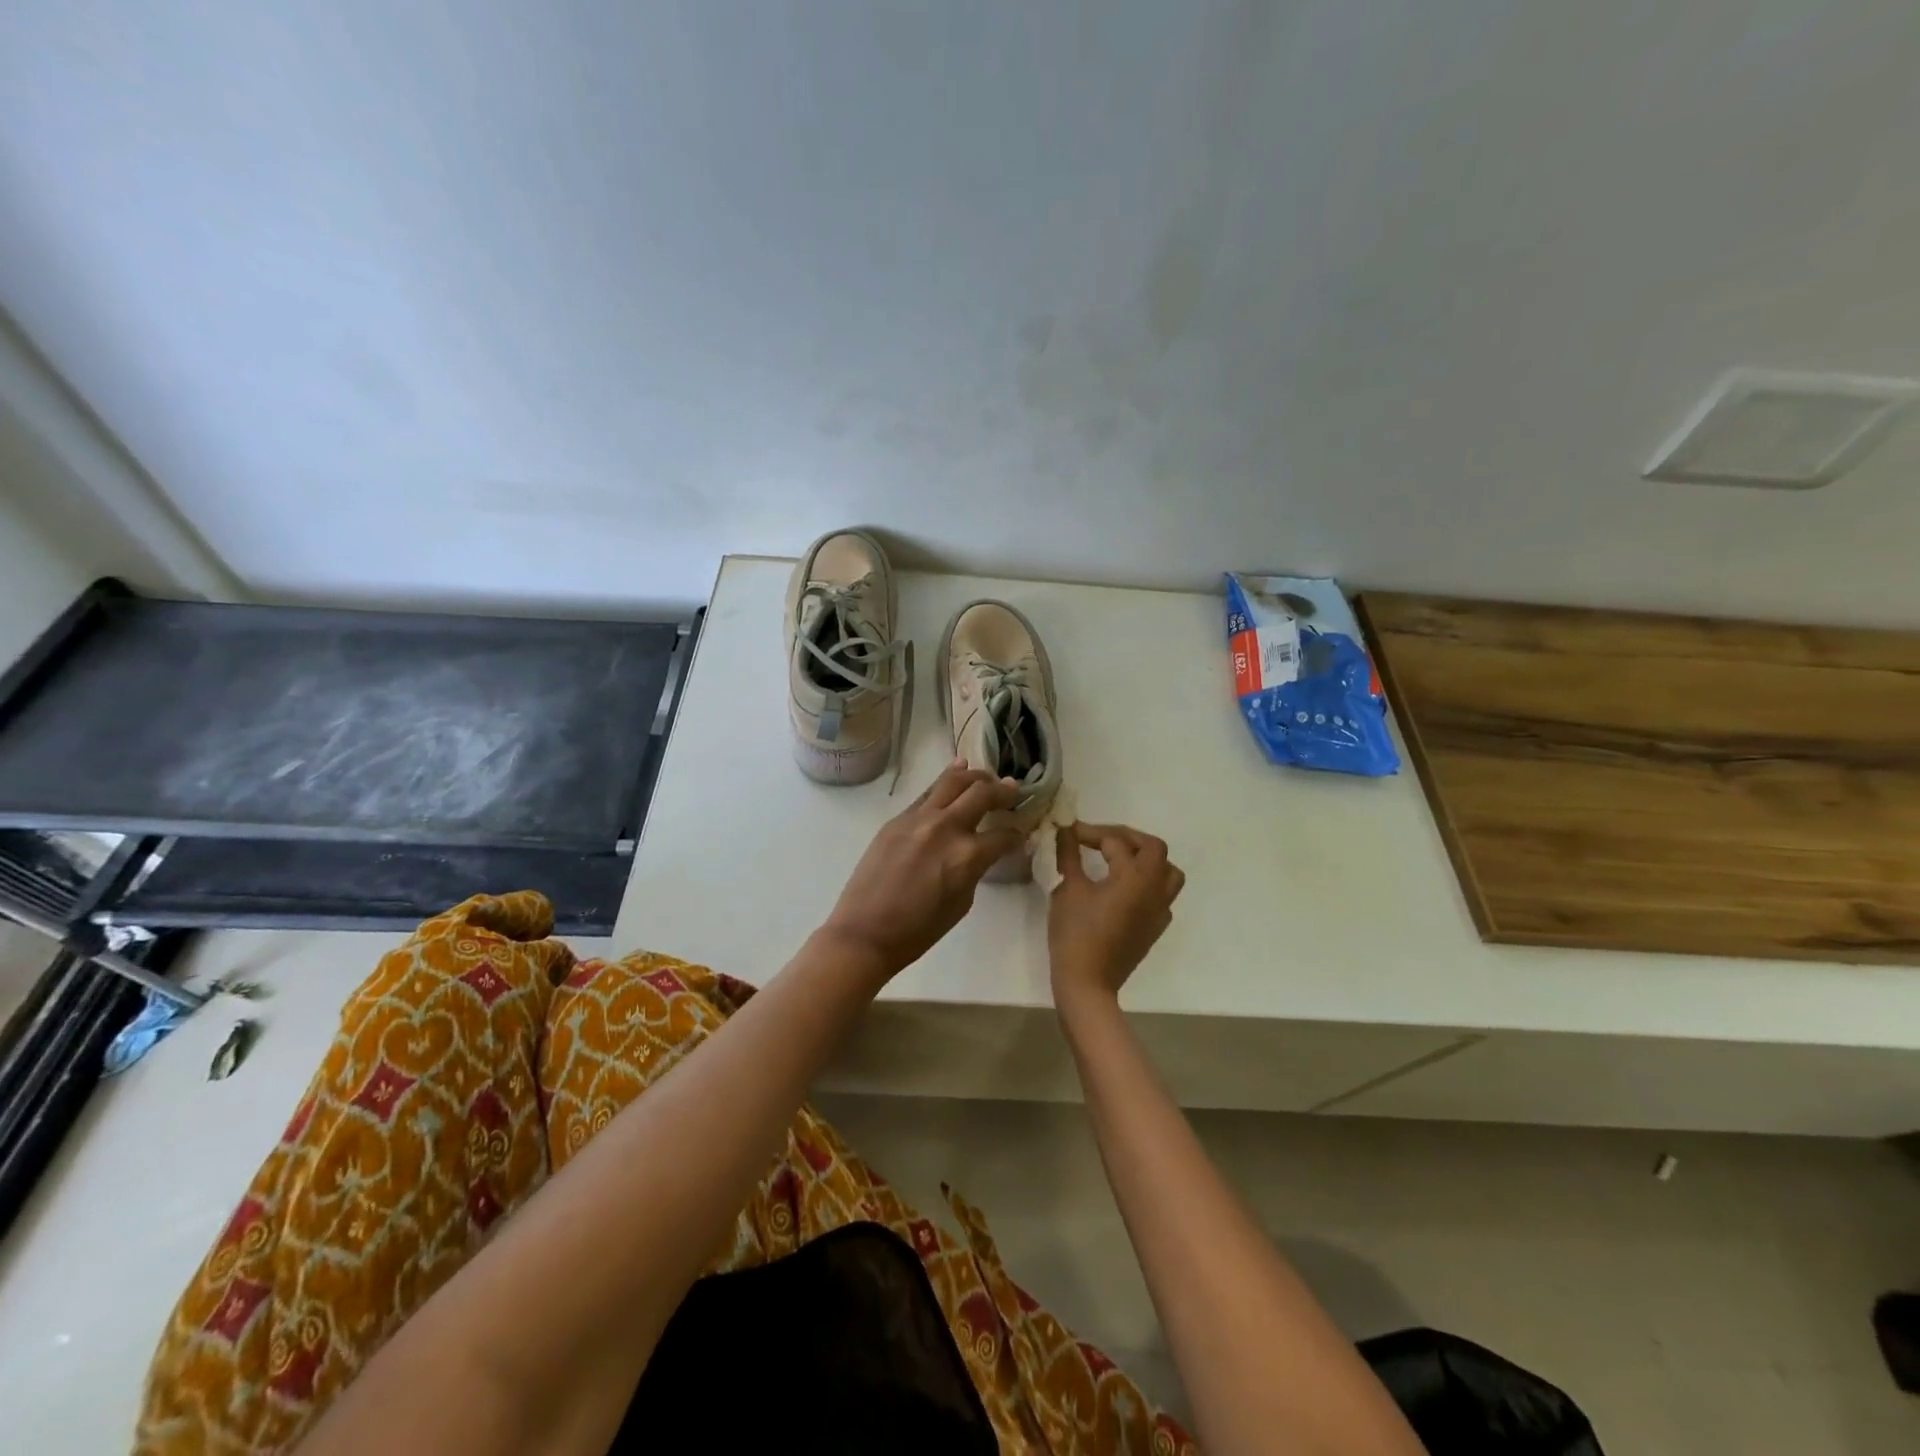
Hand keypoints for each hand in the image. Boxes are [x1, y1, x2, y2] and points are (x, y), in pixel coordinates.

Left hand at [819, 760, 1025, 984]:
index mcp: (967, 856)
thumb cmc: (918, 931)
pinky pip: (928, 792)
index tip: (1021, 835)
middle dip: (1004, 791)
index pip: (1004, 835)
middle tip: (1013, 791)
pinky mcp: (898, 818)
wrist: (864, 932)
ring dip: (976, 776)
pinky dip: (947, 779)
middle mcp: (946, 827)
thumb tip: (985, 852)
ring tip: (988, 777)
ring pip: (954, 781)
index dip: (1018, 835)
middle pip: (982, 793)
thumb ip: (976, 869)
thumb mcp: (961, 903)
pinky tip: (957, 770)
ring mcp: (919, 818)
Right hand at [1048, 823, 1185, 1012]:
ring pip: (1168, 872)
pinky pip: (1162, 895)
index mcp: (1135, 877)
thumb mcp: (1067, 888)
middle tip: (1099, 839)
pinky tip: (1123, 888)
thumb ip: (1068, 854)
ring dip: (1146, 859)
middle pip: (1154, 848)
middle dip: (1126, 838)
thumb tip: (1064, 830)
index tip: (1068, 832)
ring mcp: (1160, 910)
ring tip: (1120, 860)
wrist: (1088, 983)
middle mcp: (1155, 889)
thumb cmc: (1076, 933)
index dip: (1089, 833)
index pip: (1115, 842)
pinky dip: (1147, 883)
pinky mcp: (1156, 927)